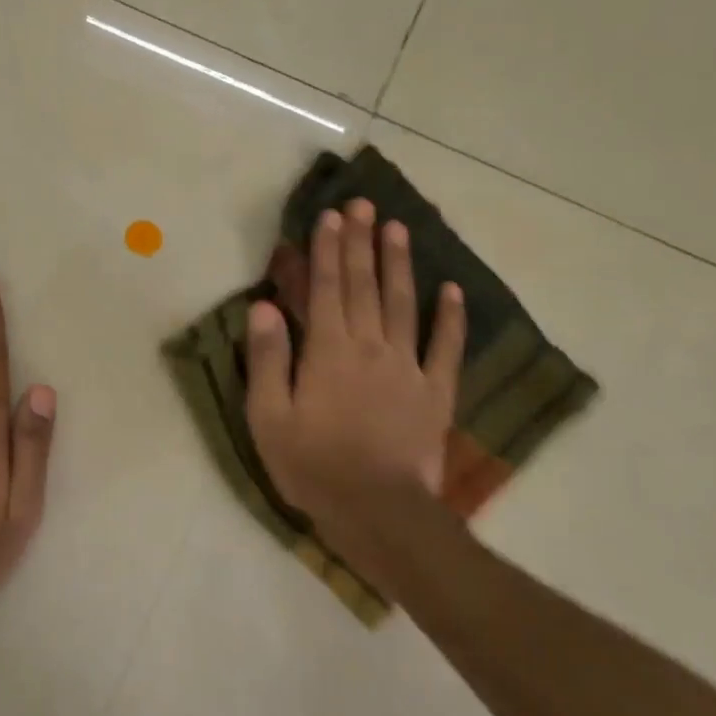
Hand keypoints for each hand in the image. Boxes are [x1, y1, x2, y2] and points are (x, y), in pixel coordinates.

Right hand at [245, 200, 464, 589]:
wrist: (376, 510)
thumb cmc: (312, 465)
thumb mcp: (268, 416)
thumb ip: (267, 357)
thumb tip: (263, 304)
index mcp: (327, 351)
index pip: (326, 288)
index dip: (327, 250)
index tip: (330, 216)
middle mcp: (370, 347)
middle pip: (365, 286)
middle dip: (361, 242)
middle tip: (363, 205)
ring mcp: (408, 367)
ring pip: (404, 304)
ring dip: (400, 264)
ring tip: (398, 228)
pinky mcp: (436, 392)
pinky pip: (446, 347)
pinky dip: (451, 317)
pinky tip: (452, 290)